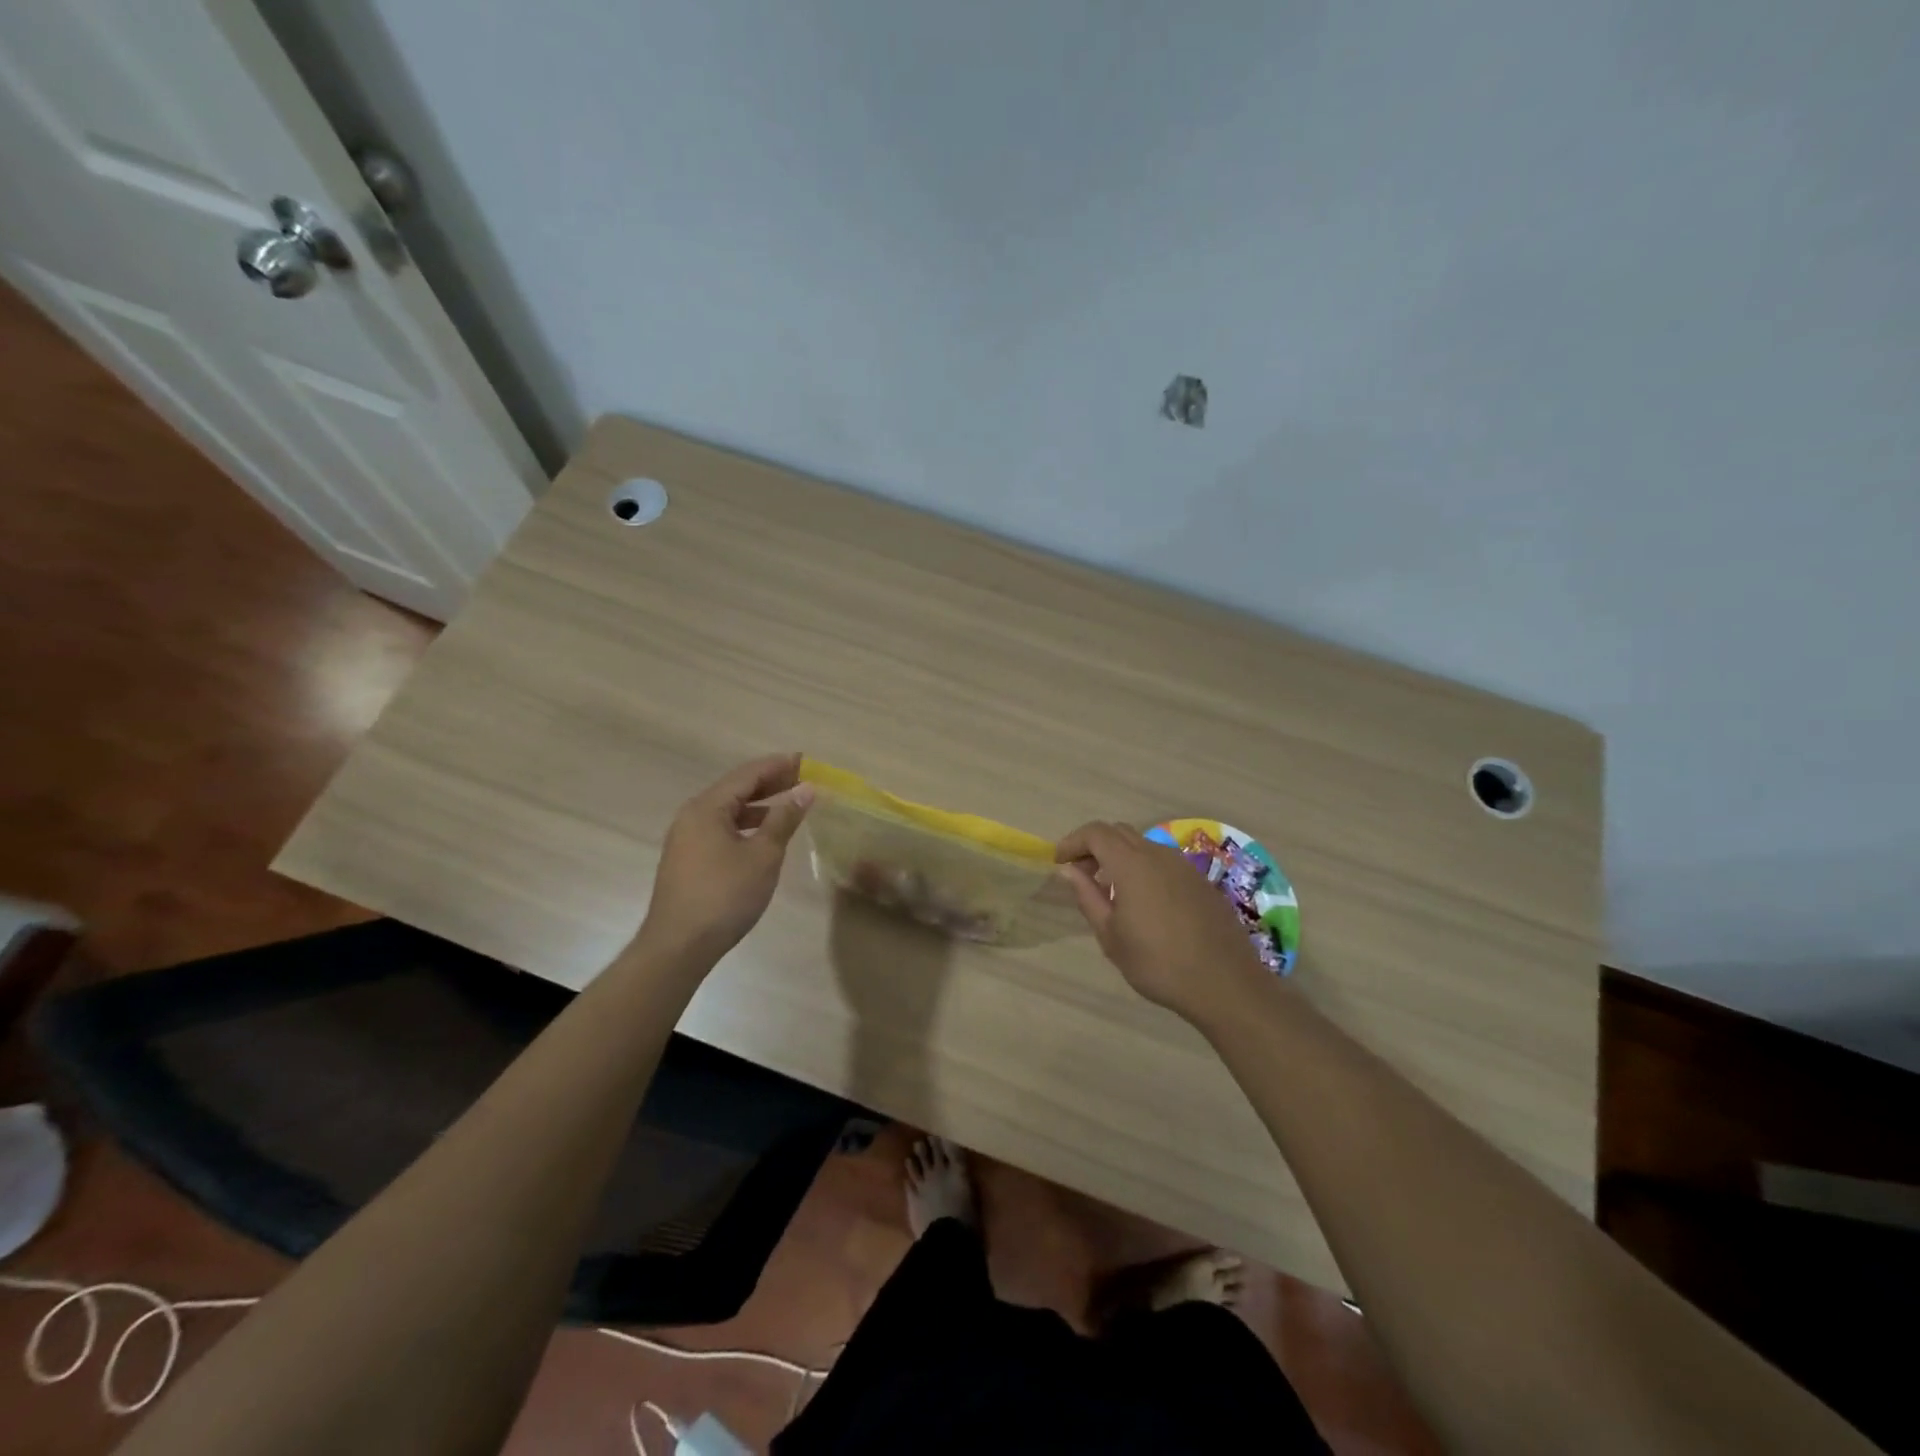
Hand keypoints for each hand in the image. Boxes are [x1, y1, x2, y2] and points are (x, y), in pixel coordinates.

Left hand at [639, 754, 814, 963]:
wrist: (679, 946)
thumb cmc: (725, 895)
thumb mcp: (763, 855)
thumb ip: (784, 819)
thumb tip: (805, 790)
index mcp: (707, 808)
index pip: (747, 775)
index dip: (778, 766)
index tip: (805, 760)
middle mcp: (692, 816)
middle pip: (735, 789)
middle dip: (770, 783)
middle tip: (802, 778)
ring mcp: (687, 839)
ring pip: (728, 811)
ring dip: (759, 805)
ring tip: (789, 805)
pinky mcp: (688, 860)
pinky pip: (721, 829)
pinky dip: (746, 825)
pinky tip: (764, 835)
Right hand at [1056, 821, 1269, 1022]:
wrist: (1225, 984)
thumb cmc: (1158, 963)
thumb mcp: (1111, 936)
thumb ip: (1088, 897)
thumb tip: (1069, 871)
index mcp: (1132, 864)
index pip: (1096, 833)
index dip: (1073, 842)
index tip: (1059, 862)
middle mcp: (1158, 855)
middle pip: (1119, 832)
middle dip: (1094, 846)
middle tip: (1081, 874)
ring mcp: (1184, 866)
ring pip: (1143, 845)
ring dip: (1120, 857)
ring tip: (1110, 890)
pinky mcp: (1201, 881)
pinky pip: (1164, 862)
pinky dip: (1144, 868)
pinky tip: (1143, 901)